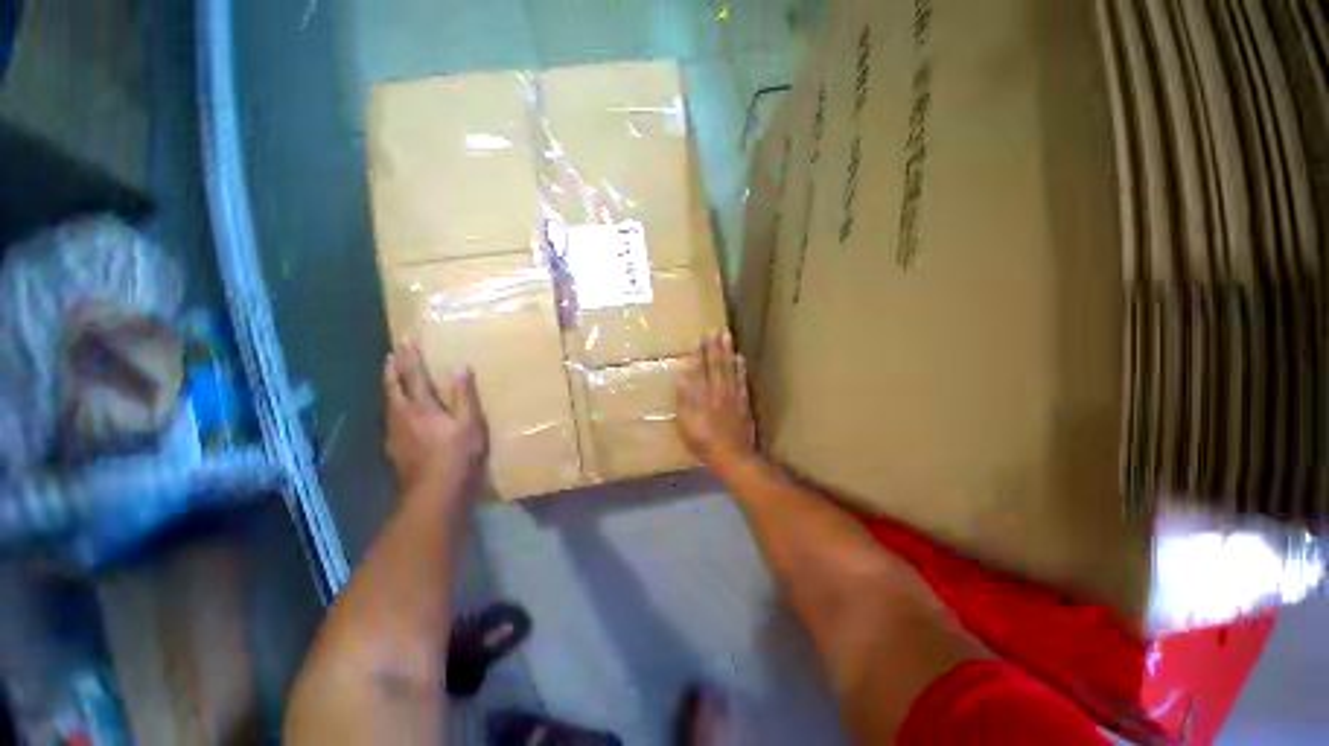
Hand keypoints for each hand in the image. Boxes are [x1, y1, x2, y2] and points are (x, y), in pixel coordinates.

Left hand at [383, 341, 488, 502]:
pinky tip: (401, 415)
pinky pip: (393, 419)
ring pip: (390, 404)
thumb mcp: (469, 424)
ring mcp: (395, 434)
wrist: (434, 494)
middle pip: (393, 388)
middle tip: (393, 355)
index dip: (409, 358)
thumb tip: (460, 368)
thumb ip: (463, 395)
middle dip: (393, 370)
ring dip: (392, 387)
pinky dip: (396, 407)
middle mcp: (401, 417)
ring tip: (396, 379)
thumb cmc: (456, 455)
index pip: (412, 376)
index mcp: (419, 408)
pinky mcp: (396, 449)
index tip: (405, 340)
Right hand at [675, 332, 756, 466]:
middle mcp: (717, 390)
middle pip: (716, 364)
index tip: (699, 339)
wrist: (732, 455)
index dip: (699, 354)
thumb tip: (681, 379)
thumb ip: (684, 401)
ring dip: (728, 351)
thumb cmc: (703, 442)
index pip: (699, 370)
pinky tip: (740, 358)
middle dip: (714, 346)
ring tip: (727, 336)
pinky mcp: (743, 401)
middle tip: (714, 330)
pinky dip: (741, 368)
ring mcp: (732, 395)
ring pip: (730, 368)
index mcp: (702, 396)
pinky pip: (742, 380)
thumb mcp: (685, 424)